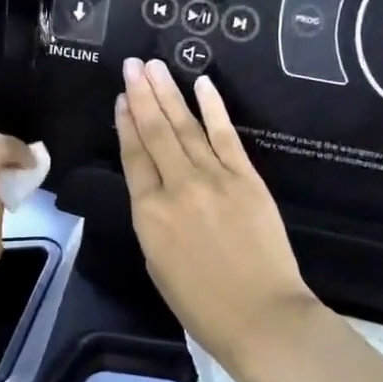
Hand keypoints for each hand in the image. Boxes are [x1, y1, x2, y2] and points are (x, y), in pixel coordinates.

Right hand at [116, 58, 318, 374]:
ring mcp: (214, 178)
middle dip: (142, 94)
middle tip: (132, 64)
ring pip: (185, 127)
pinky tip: (201, 84)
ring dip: (169, 93)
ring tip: (155, 66)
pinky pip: (226, 136)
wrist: (262, 317)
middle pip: (156, 131)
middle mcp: (177, 186)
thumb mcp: (156, 263)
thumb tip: (154, 189)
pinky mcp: (247, 178)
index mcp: (148, 212)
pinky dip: (213, 108)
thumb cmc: (201, 304)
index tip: (121, 98)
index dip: (126, 123)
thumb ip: (152, 219)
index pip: (133, 156)